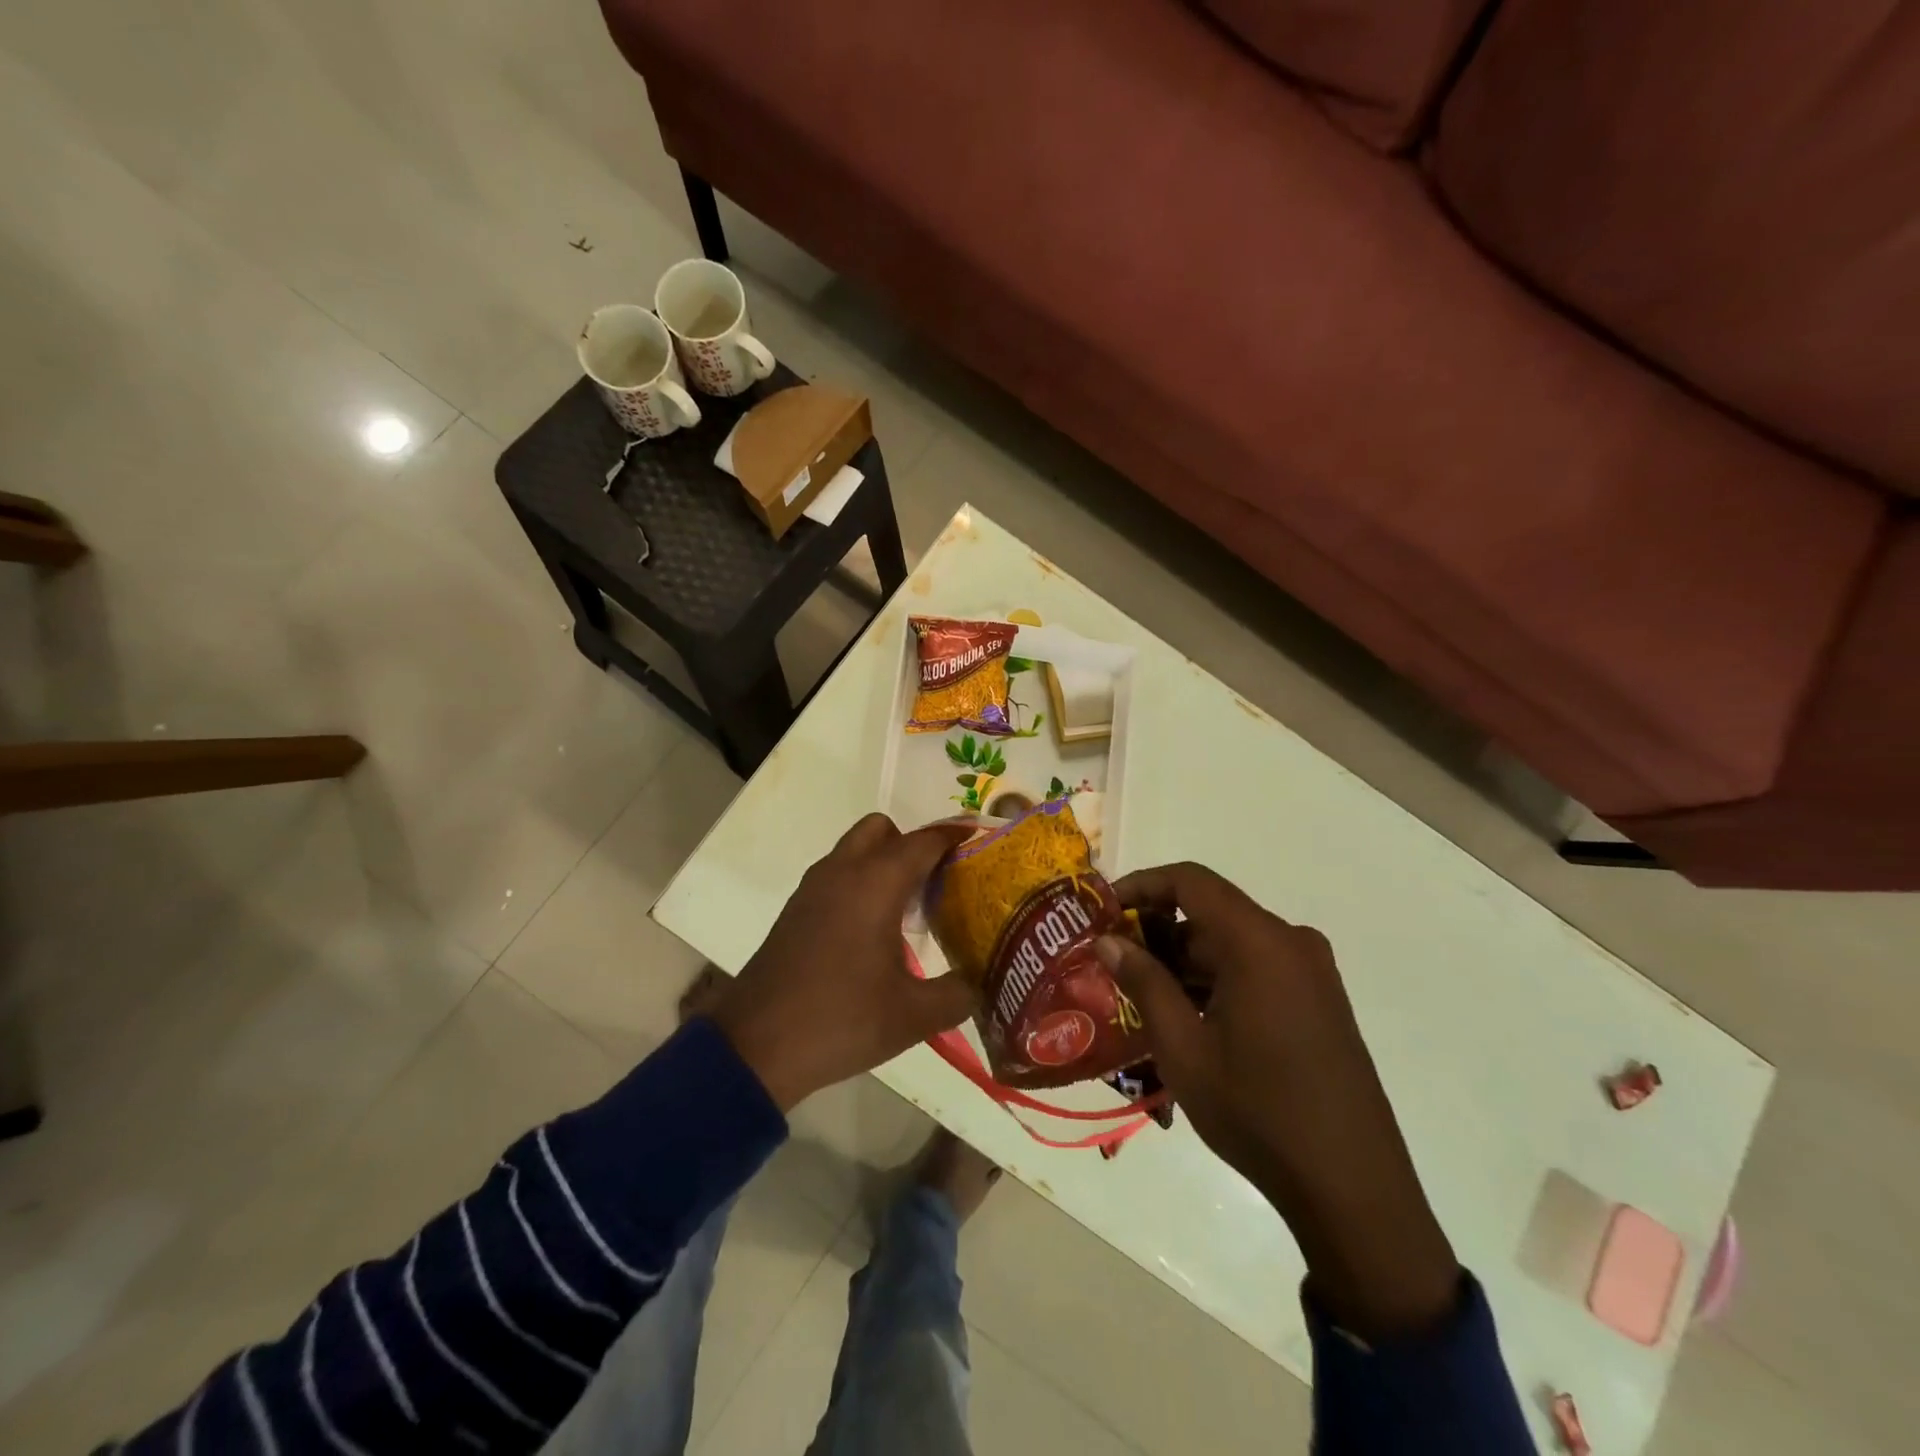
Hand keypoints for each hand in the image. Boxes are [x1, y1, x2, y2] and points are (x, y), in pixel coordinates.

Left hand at [711, 814, 977, 1111]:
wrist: (755, 1047)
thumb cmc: (840, 1020)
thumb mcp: (914, 1016)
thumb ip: (959, 993)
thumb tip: (982, 981)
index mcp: (875, 883)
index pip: (924, 841)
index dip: (956, 836)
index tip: (982, 841)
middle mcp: (842, 872)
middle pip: (883, 830)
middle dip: (914, 845)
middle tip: (939, 882)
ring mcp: (813, 889)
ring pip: (855, 850)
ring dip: (885, 863)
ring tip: (912, 909)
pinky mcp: (796, 910)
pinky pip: (838, 875)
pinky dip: (861, 883)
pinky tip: (874, 932)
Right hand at [1096, 863, 1459, 1341]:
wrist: (1353, 1189)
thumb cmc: (1258, 1111)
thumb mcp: (1183, 1048)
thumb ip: (1144, 982)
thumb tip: (1108, 940)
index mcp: (1260, 943)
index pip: (1191, 882)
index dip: (1143, 885)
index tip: (1105, 909)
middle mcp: (1291, 943)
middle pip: (1212, 915)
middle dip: (1159, 933)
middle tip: (1116, 965)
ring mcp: (1312, 973)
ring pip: (1233, 945)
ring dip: (1186, 962)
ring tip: (1144, 1000)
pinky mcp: (1321, 1002)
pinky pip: (1258, 969)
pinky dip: (1218, 981)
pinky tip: (1190, 1020)